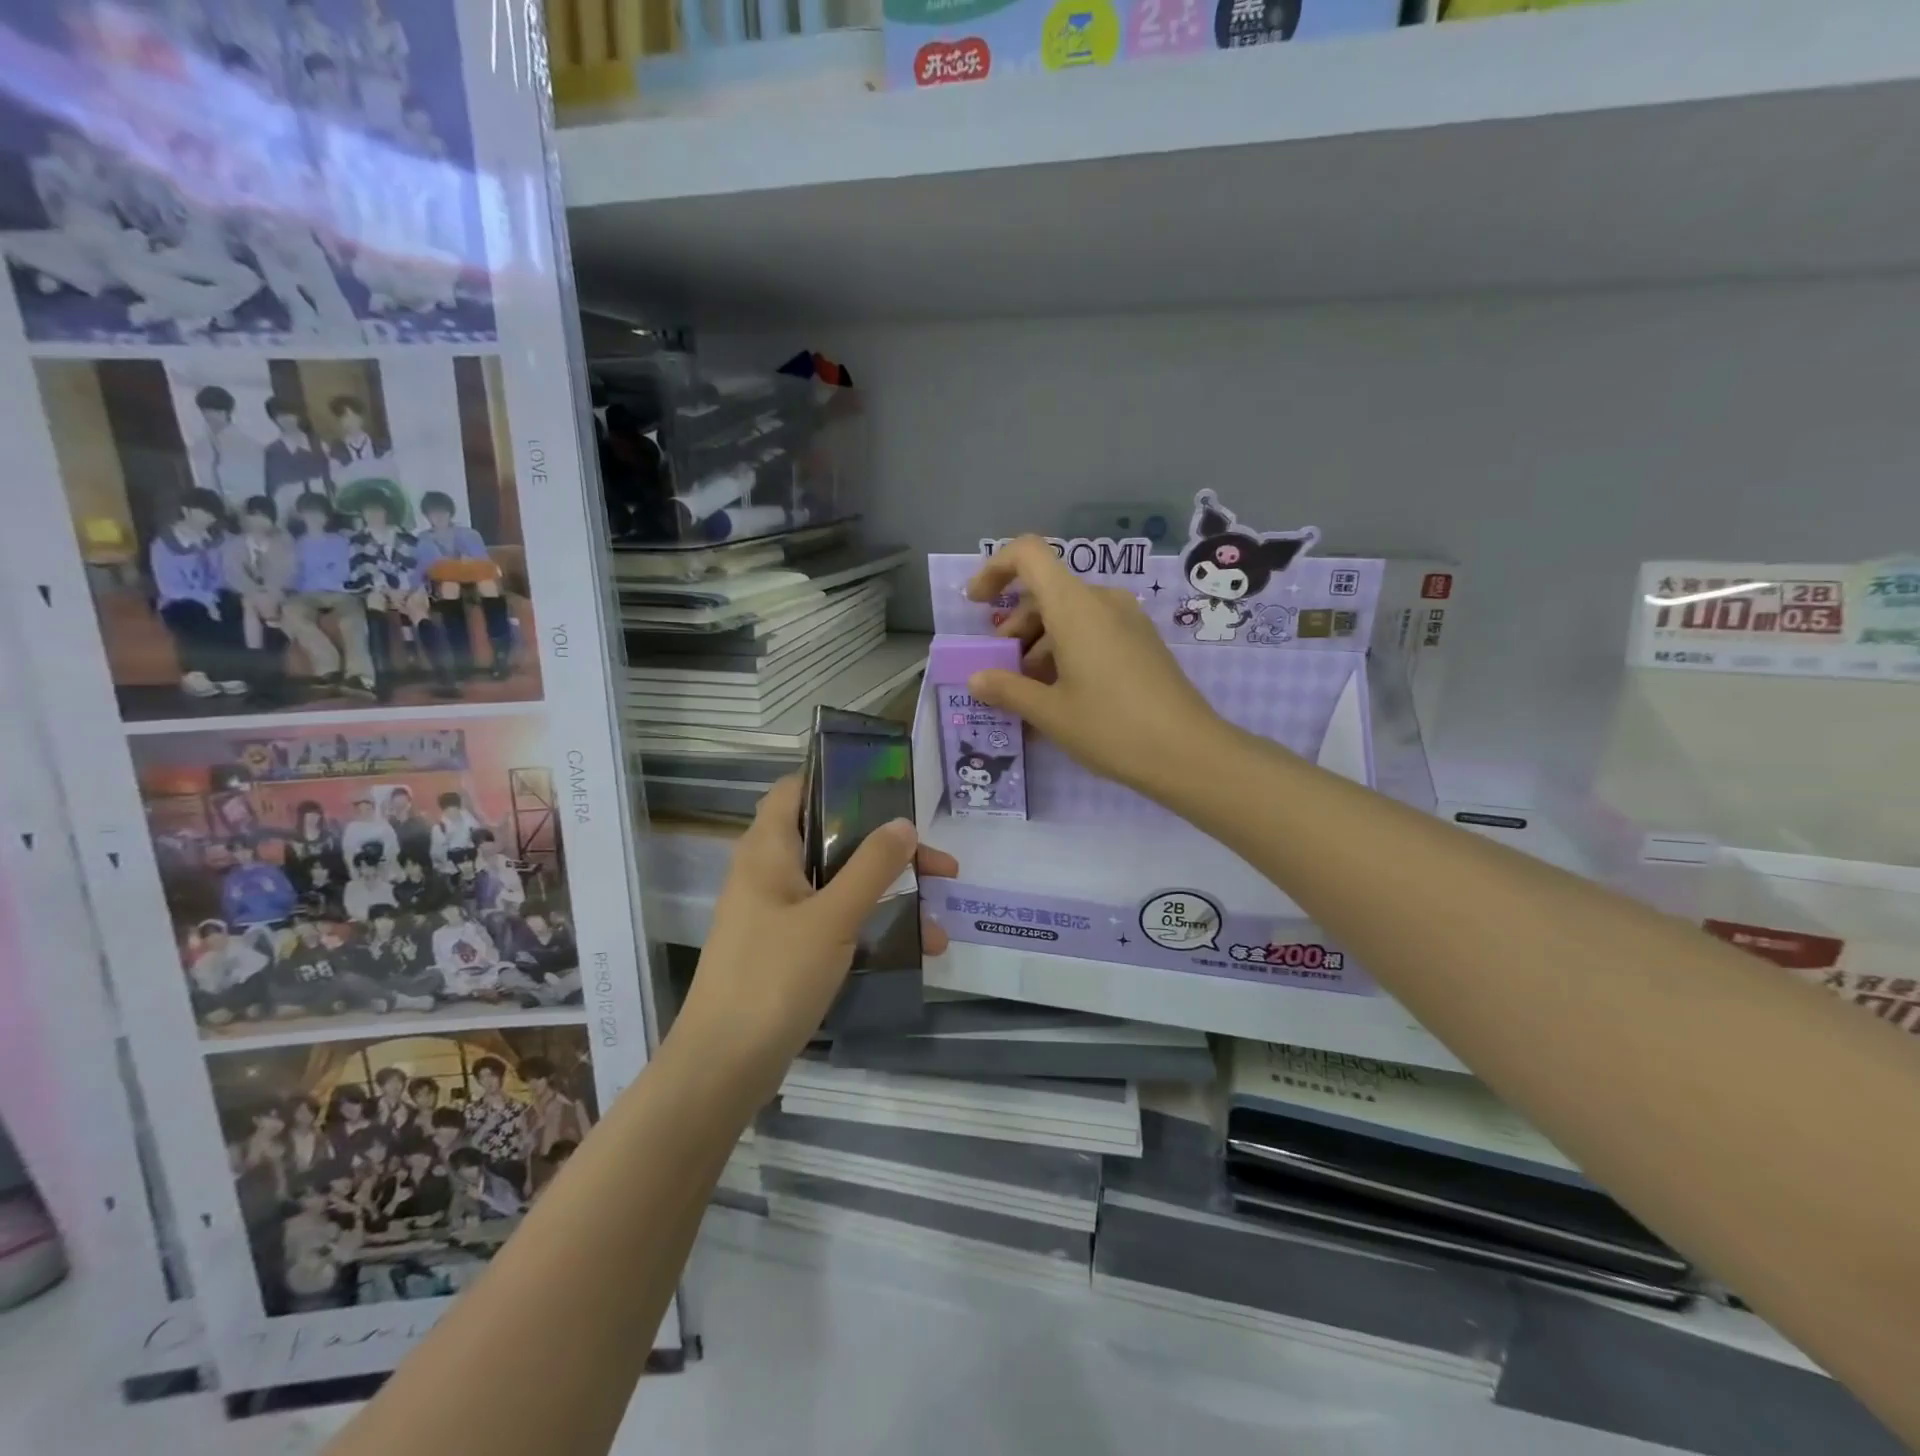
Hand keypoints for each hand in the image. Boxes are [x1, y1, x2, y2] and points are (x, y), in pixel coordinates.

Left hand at [674, 776, 956, 1098]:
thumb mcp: (832, 918)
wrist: (723, 1067)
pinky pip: (834, 921)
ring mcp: (776, 914)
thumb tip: (904, 823)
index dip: (837, 780)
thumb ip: (871, 867)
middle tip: (939, 865)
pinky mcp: (784, 949)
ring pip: (839, 885)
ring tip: (939, 918)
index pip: (796, 789)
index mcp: (767, 850)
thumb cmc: (774, 978)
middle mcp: (768, 873)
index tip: (889, 790)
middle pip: (832, 839)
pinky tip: (914, 950)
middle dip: (888, 849)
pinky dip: (871, 926)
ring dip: (889, 894)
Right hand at [966, 536, 1224, 799]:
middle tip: (1002, 672)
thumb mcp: (1049, 712)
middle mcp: (1102, 602)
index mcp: (1075, 606)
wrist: (1189, 753)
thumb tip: (976, 679)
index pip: (1028, 554)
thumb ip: (1007, 689)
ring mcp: (1127, 621)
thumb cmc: (1111, 727)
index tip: (978, 605)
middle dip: (1016, 627)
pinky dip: (1066, 653)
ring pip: (1069, 616)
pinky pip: (1093, 633)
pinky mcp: (1142, 643)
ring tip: (1029, 696)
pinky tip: (1061, 699)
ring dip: (1039, 646)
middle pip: (1046, 593)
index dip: (995, 569)